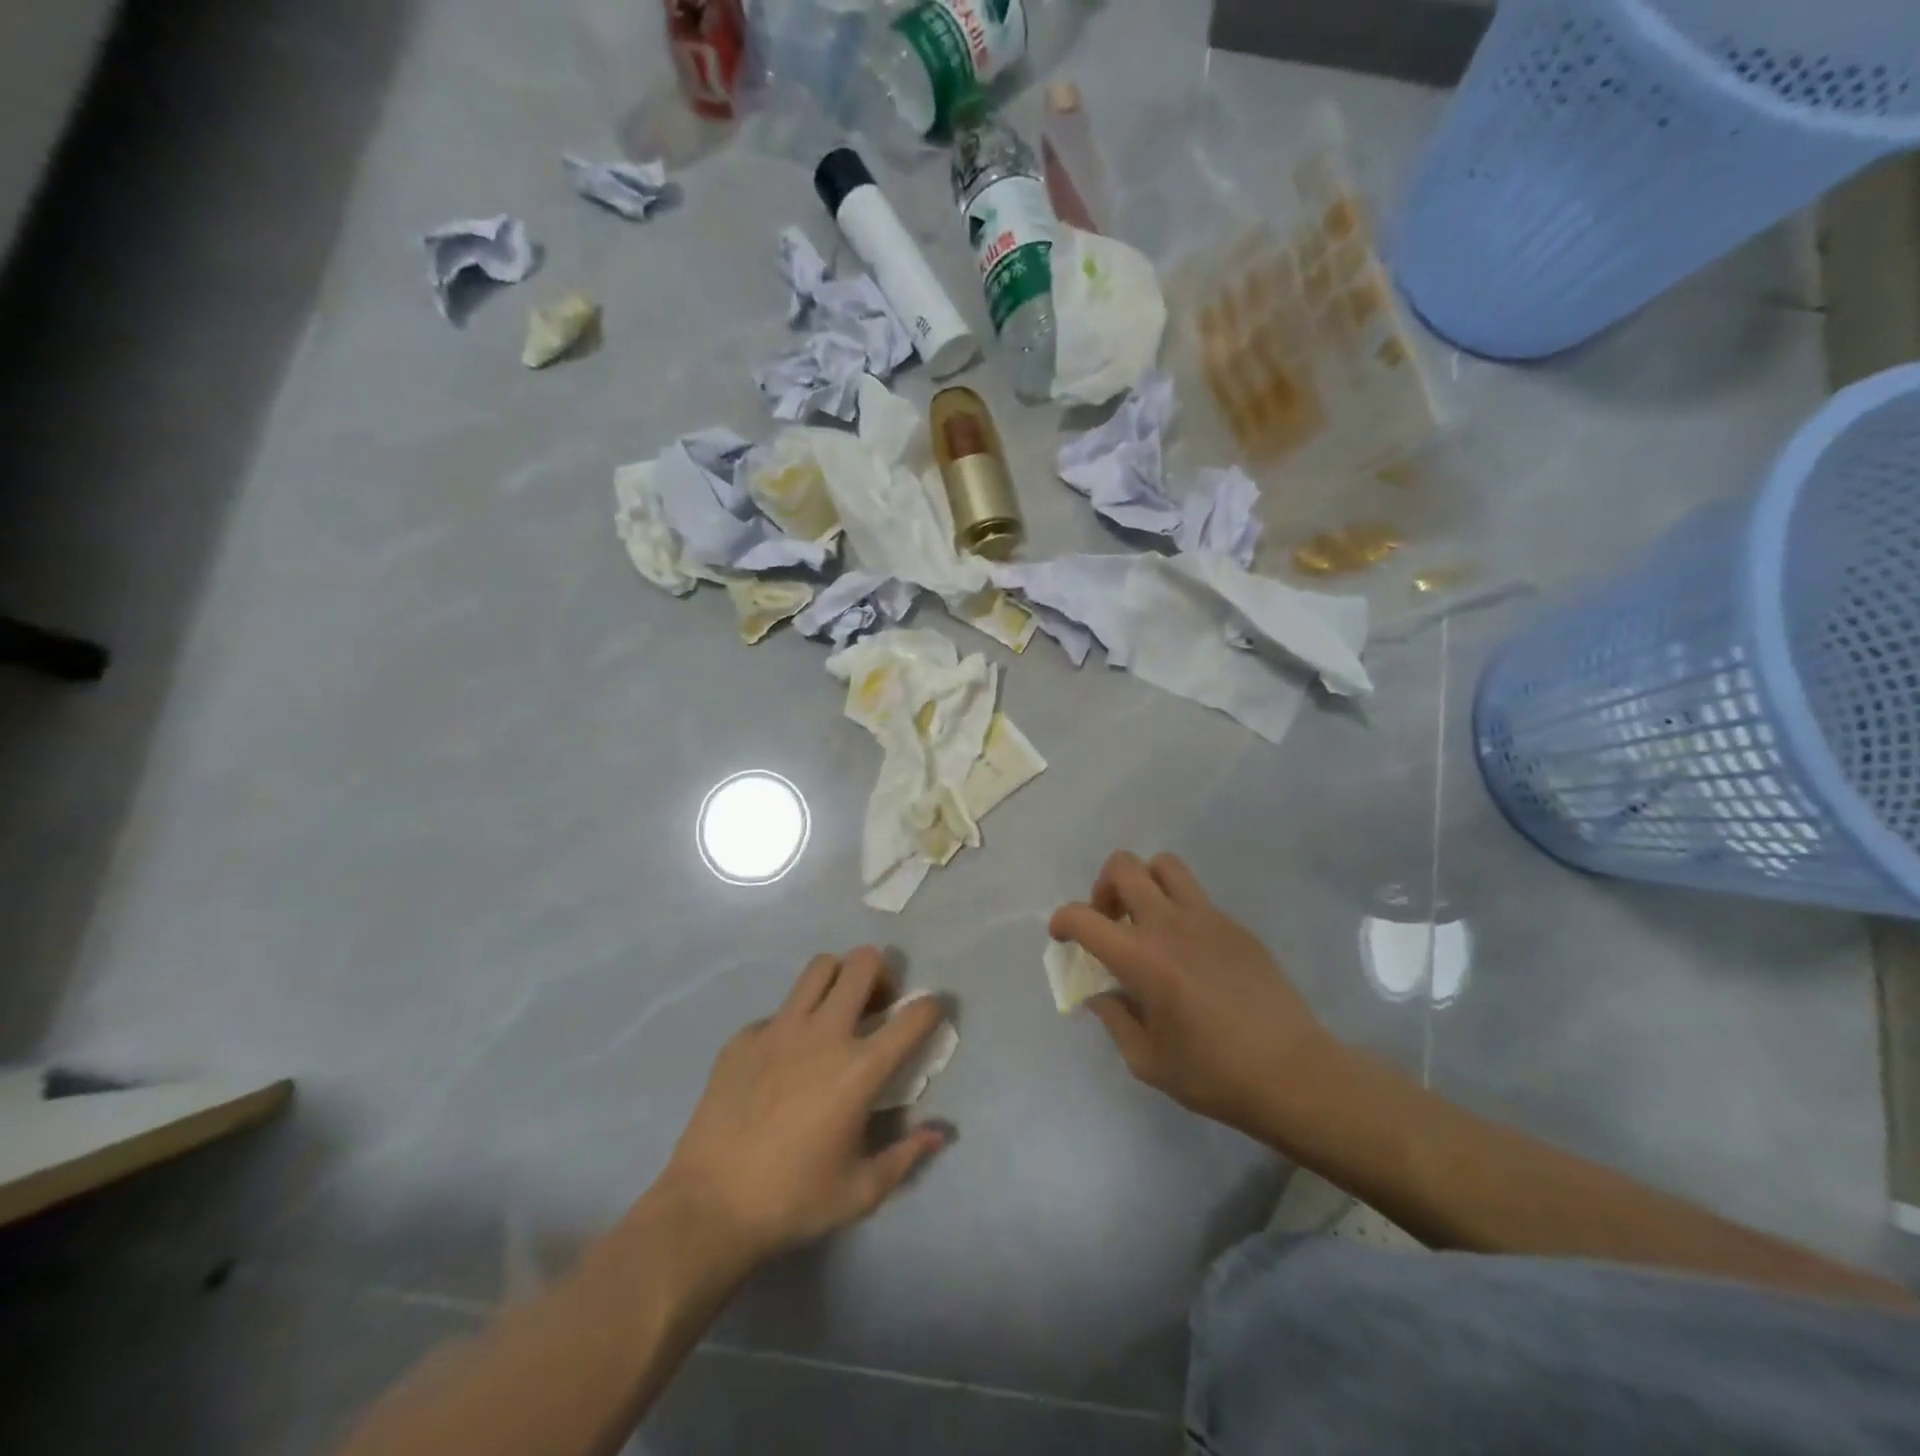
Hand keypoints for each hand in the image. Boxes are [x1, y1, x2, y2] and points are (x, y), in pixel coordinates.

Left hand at [657, 948, 949, 1267]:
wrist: (709, 1207)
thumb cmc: (792, 1201)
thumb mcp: (861, 1191)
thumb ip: (906, 1156)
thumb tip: (940, 1133)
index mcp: (860, 1069)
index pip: (915, 1015)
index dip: (932, 1008)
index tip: (930, 1014)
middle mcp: (824, 1034)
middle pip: (863, 963)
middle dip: (881, 974)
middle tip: (878, 1005)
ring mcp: (780, 1028)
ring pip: (820, 968)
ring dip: (838, 979)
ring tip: (836, 1012)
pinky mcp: (744, 1036)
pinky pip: (779, 1009)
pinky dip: (794, 1021)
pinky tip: (784, 1059)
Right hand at [1049, 851, 1337, 1134]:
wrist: (1293, 1073)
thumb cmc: (1213, 1074)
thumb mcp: (1147, 1060)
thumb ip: (1115, 1019)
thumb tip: (1102, 994)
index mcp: (1141, 959)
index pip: (1083, 918)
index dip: (1062, 920)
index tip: (1062, 936)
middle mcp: (1169, 924)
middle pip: (1124, 866)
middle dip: (1103, 887)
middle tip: (1109, 920)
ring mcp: (1207, 918)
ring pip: (1164, 865)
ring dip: (1144, 882)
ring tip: (1146, 919)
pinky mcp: (1235, 925)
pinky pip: (1196, 897)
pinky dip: (1178, 908)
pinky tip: (1188, 951)